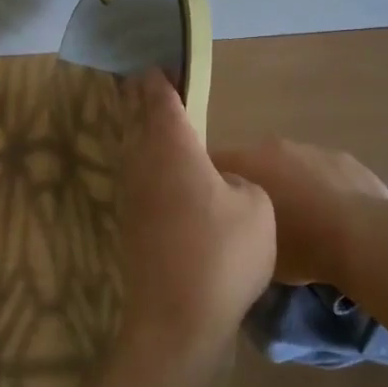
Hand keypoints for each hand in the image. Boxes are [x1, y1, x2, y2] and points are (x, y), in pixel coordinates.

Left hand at [115, 71, 275, 371]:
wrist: (178, 322)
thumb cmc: (223, 255)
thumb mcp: (255, 207)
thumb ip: (239, 182)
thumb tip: (220, 184)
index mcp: (173, 149)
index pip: (160, 101)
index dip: (159, 80)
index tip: (156, 64)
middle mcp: (144, 166)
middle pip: (137, 121)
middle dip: (141, 101)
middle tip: (146, 84)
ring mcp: (133, 198)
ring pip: (134, 152)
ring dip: (142, 134)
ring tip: (156, 123)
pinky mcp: (131, 228)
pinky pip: (139, 181)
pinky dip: (147, 167)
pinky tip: (164, 177)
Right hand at [207, 137, 387, 288]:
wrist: (367, 238)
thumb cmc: (302, 245)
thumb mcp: (257, 249)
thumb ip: (238, 228)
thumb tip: (235, 226)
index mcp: (247, 162)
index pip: (212, 164)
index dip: (209, 187)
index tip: (211, 210)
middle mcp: (273, 146)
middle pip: (250, 162)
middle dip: (249, 184)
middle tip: (254, 218)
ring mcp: (311, 148)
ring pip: (286, 165)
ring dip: (285, 184)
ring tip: (297, 219)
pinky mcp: (342, 157)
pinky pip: (319, 171)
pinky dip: (317, 187)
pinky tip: (328, 215)